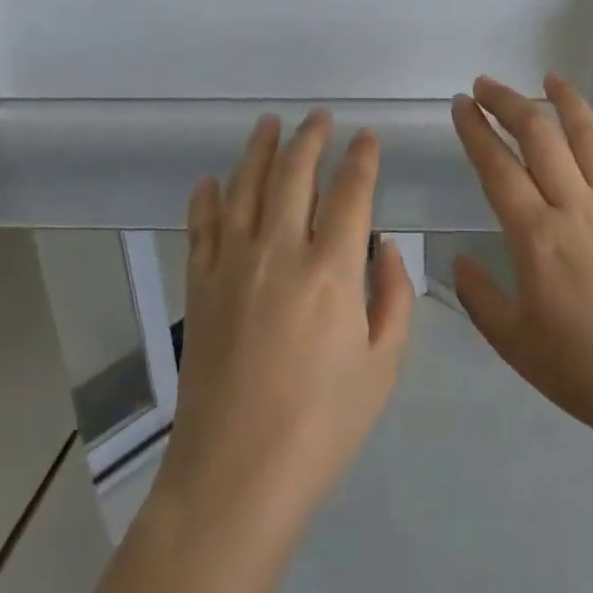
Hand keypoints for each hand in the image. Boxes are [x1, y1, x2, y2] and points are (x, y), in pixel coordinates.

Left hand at [154, 111, 414, 536]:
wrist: (235, 476)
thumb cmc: (321, 425)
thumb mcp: (382, 366)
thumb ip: (393, 296)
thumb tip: (384, 246)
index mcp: (332, 270)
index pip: (351, 192)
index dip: (362, 159)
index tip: (367, 137)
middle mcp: (280, 251)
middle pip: (294, 174)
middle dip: (311, 138)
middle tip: (320, 117)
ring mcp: (232, 264)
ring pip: (245, 187)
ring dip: (259, 149)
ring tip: (269, 123)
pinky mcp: (199, 285)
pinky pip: (201, 226)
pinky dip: (207, 197)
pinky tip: (212, 180)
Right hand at [449, 75, 592, 452]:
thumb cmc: (583, 371)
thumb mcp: (513, 342)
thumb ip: (479, 296)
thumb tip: (458, 261)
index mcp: (536, 235)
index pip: (498, 167)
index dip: (476, 131)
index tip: (461, 104)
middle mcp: (576, 208)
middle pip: (540, 139)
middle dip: (510, 104)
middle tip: (488, 84)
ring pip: (591, 141)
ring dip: (568, 104)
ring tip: (551, 77)